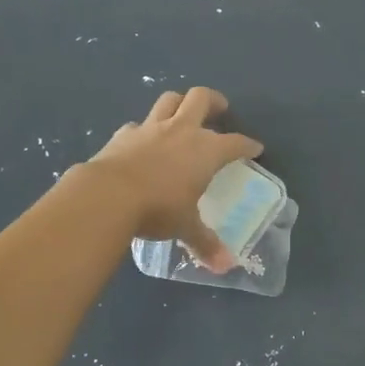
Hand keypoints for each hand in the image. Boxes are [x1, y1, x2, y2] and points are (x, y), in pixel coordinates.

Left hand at [88, 88, 262, 270]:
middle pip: (201, 99)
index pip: (235, 142)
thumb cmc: (158, 208)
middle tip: (219, 109)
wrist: (108, 194)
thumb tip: (225, 266)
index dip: (247, 145)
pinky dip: (143, 130)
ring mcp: (150, 128)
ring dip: (179, 102)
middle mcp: (181, 131)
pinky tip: (142, 141)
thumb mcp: (185, 227)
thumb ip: (205, 242)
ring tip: (183, 112)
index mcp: (206, 150)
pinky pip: (137, 125)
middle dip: (214, 101)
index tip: (255, 148)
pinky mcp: (123, 134)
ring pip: (169, 100)